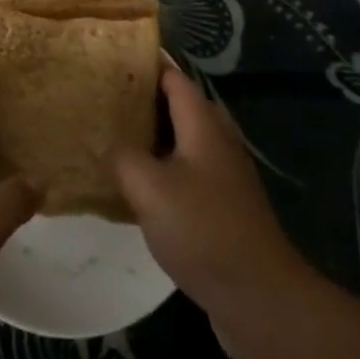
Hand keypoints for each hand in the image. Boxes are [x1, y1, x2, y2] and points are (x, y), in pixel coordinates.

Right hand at [111, 70, 314, 358]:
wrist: (260, 298)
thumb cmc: (204, 230)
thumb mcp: (150, 188)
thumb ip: (121, 157)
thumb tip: (104, 144)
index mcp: (203, 123)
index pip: (171, 76)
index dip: (142, 65)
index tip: (107, 61)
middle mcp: (216, 139)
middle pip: (175, 106)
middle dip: (140, 101)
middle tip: (99, 100)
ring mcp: (222, 175)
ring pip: (178, 142)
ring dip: (148, 138)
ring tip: (107, 138)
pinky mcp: (221, 207)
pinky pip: (184, 173)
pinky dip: (159, 170)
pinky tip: (132, 187)